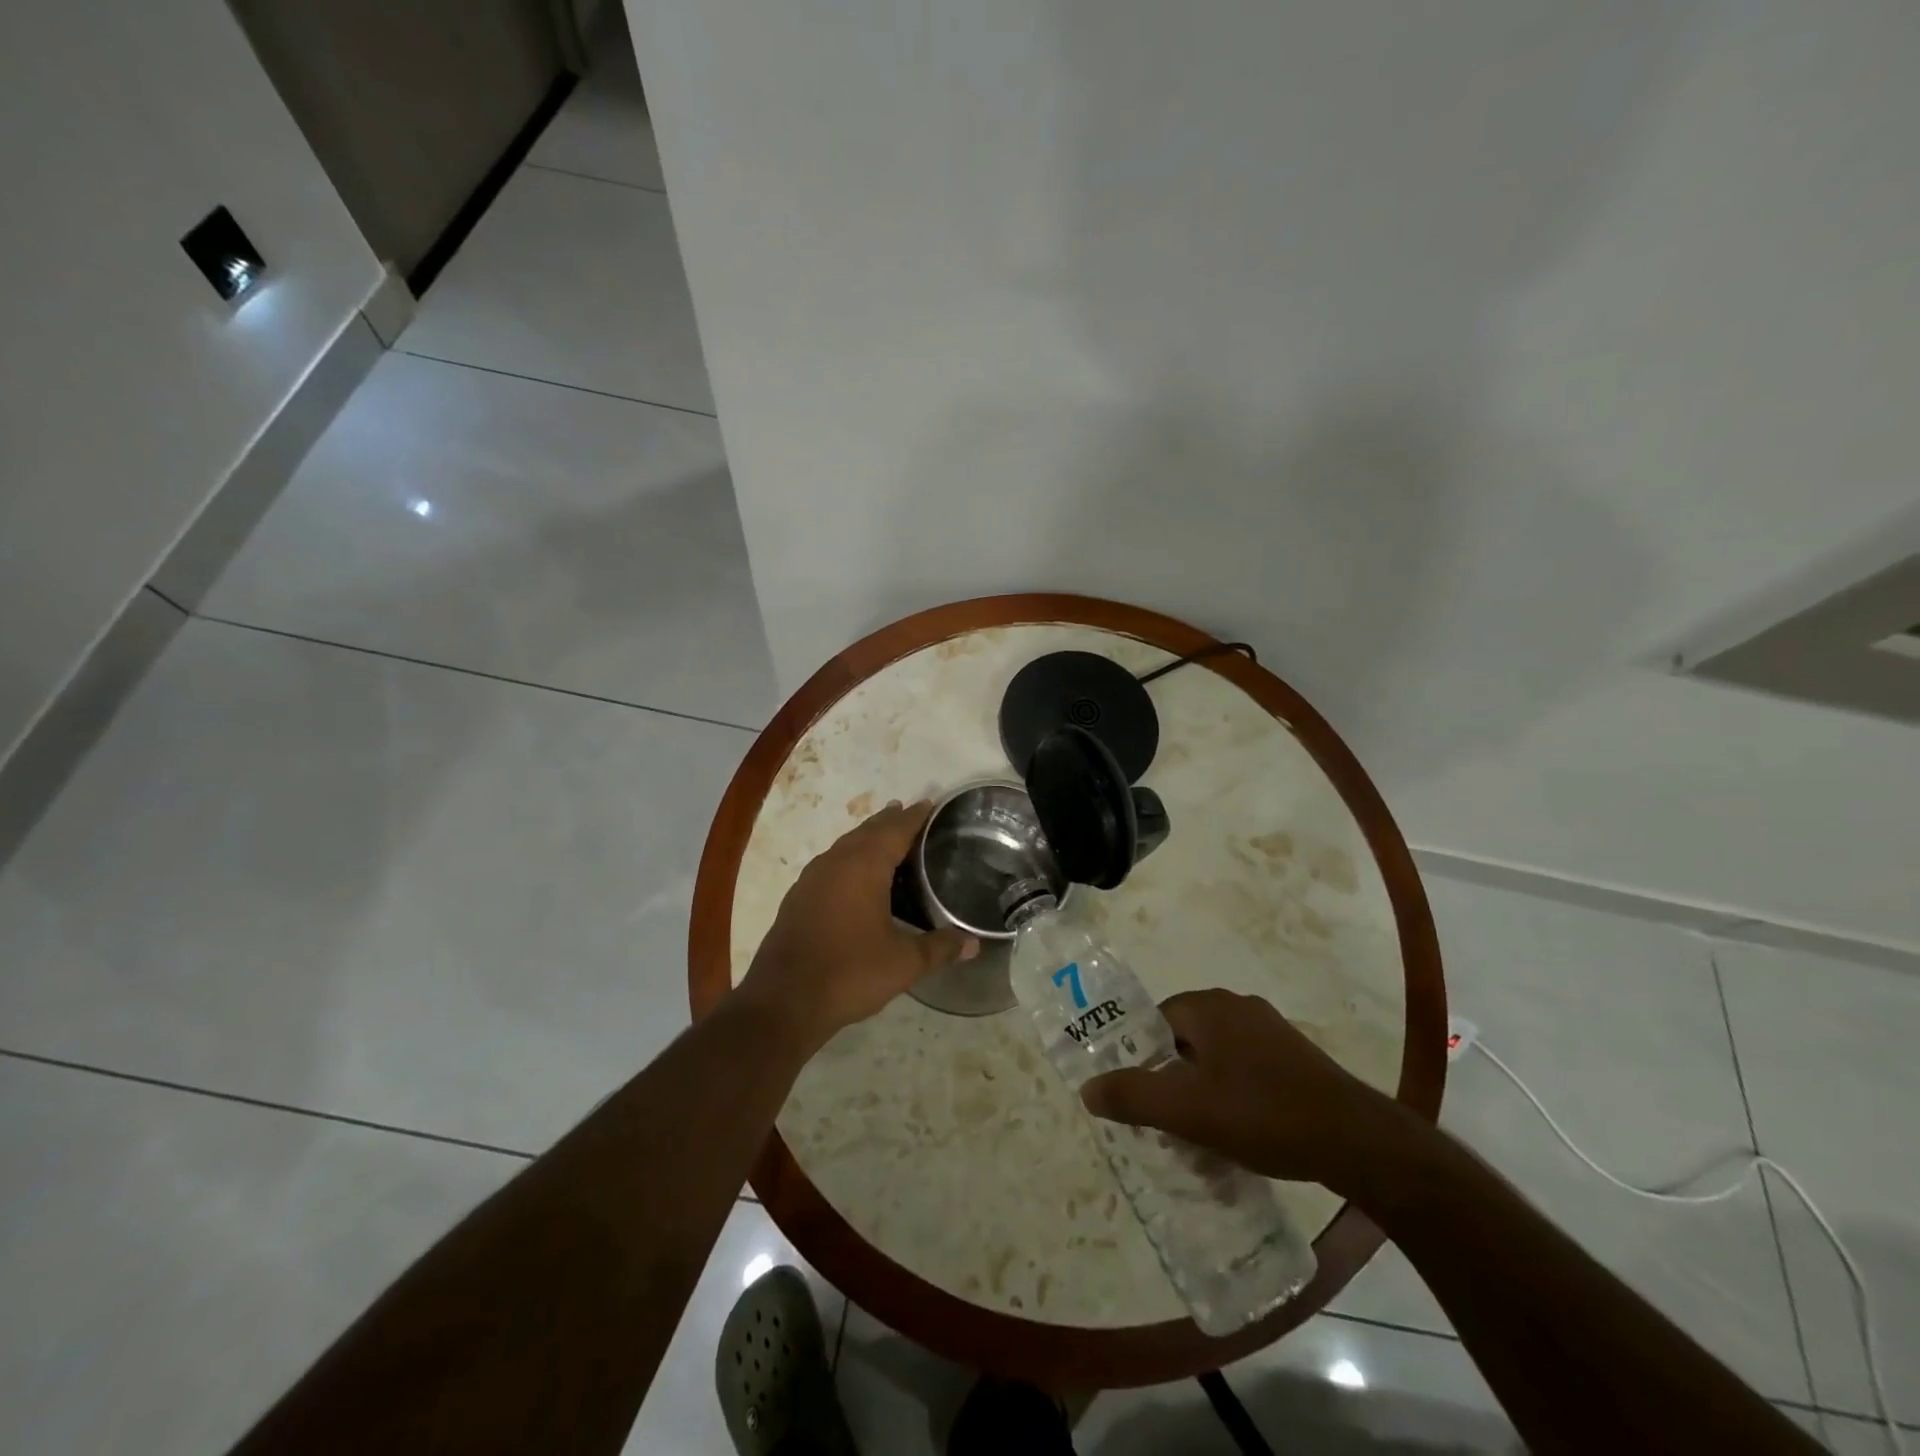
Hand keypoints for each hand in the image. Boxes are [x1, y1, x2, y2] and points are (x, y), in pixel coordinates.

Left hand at [738, 800, 977, 1048]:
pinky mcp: (798, 897)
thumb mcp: (904, 963)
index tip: (930, 803)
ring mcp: (812, 879)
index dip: (914, 816)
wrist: (784, 1000)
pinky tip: (854, 876)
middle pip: (868, 831)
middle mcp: (836, 862)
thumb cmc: (850, 973)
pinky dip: (849, 858)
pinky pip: (830, 864)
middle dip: (890, 821)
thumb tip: (973, 944)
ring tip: (885, 837)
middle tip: (911, 812)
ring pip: (845, 845)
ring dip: (867, 837)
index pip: (895, 829)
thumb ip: (939, 948)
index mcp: (863, 866)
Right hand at [1081, 989, 1410, 1195]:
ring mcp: (1270, 1030)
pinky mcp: (1295, 1057)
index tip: (1141, 1098)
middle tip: (1167, 1122)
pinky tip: (1242, 1134)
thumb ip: (1131, 1096)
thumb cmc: (1262, 1113)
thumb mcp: (1185, 1110)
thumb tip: (1086, 1089)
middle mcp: (1237, 1006)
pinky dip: (1234, 1095)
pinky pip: (1247, 1069)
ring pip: (1216, 1057)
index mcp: (1208, 1006)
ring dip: (1203, 1090)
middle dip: (1172, 1079)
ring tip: (1202, 1136)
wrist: (1356, 1141)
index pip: (1154, 1021)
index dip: (1141, 1058)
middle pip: (1184, 1039)